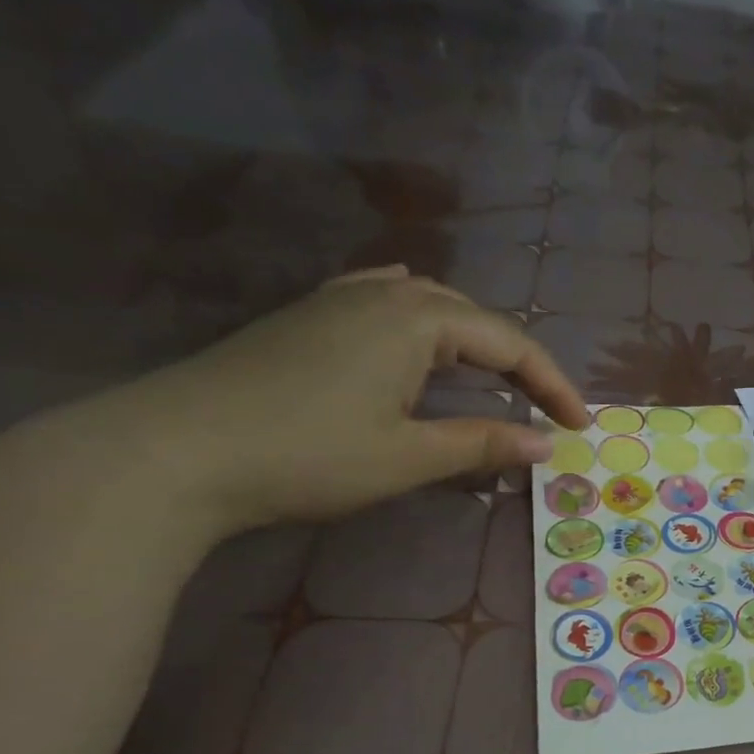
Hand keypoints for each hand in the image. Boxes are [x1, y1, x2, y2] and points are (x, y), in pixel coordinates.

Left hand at [95, 266, 588, 532]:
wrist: (172, 452)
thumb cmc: (306, 455)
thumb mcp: (407, 457)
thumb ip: (482, 444)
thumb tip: (544, 443)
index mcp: (415, 320)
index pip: (509, 343)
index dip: (552, 384)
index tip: (581, 425)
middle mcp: (382, 295)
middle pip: (473, 317)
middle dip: (519, 361)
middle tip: (547, 405)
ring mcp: (336, 302)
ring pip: (428, 305)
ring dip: (473, 338)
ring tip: (499, 371)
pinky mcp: (306, 320)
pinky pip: (382, 301)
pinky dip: (420, 316)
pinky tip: (414, 316)